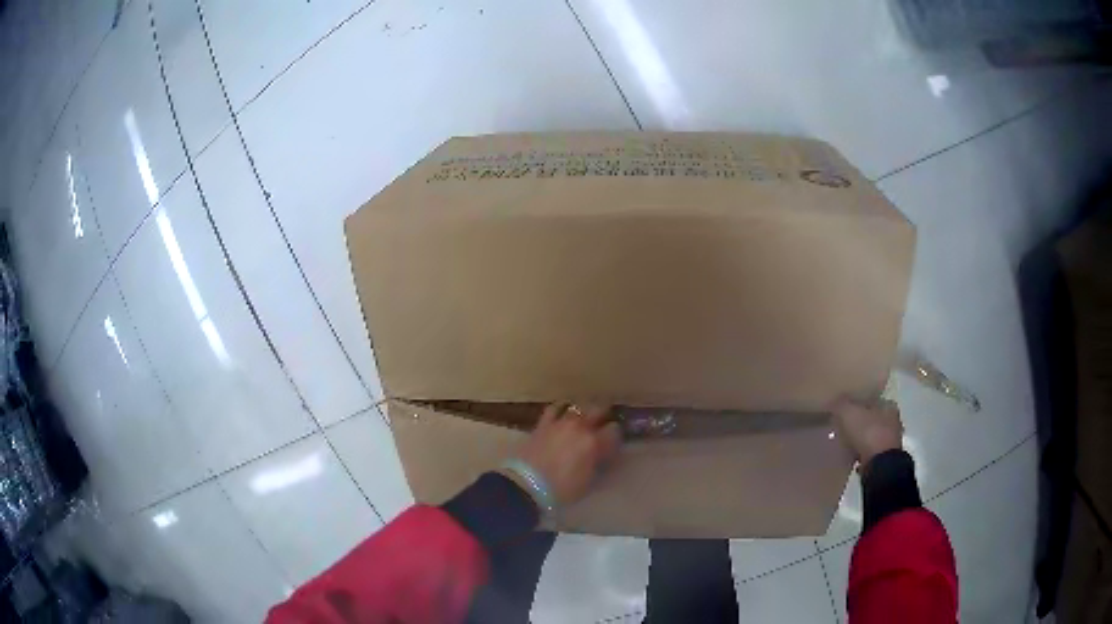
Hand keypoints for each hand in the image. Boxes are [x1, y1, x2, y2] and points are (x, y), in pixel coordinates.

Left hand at [511, 403, 621, 505]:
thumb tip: (605, 457)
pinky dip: (562, 408)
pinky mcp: (544, 423)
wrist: (528, 485)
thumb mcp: (589, 482)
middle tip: (604, 422)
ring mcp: (561, 423)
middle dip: (604, 414)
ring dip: (585, 411)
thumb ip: (600, 466)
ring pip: (579, 407)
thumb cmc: (562, 489)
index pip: (614, 430)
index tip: (615, 441)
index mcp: (594, 443)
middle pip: (599, 409)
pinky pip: (555, 408)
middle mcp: (580, 427)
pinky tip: (563, 412)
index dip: (616, 435)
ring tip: (585, 417)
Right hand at [832, 397, 903, 470]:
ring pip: (872, 436)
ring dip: (861, 439)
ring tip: (845, 442)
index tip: (843, 409)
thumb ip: (841, 404)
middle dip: (859, 422)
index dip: (856, 403)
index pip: (870, 399)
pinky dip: (861, 454)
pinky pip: (870, 453)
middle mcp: (893, 420)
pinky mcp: (885, 460)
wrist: (879, 467)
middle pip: (872, 418)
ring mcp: (891, 442)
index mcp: (887, 404)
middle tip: (842, 426)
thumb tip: (834, 401)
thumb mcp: (848, 413)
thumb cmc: (867, 433)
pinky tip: (851, 456)